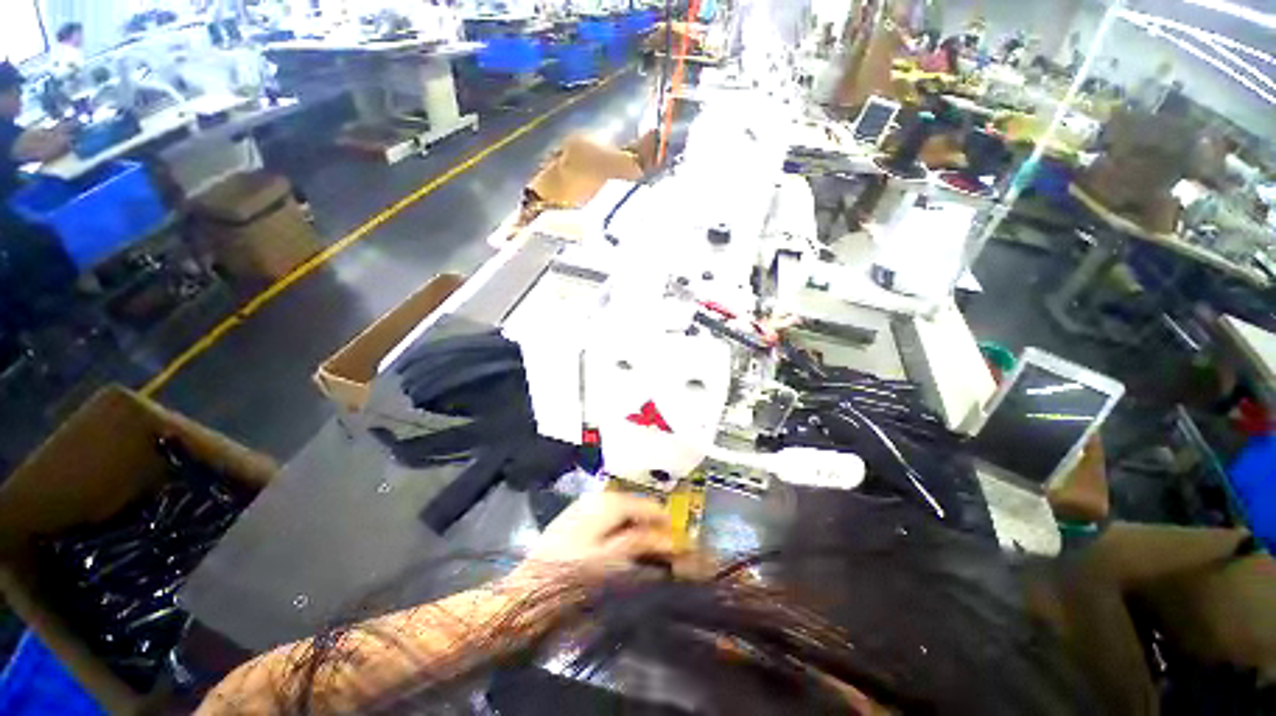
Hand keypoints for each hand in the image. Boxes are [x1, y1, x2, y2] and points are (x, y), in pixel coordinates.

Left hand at [520, 492, 675, 574]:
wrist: (529, 584)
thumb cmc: (572, 574)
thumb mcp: (611, 561)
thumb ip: (641, 543)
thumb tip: (669, 536)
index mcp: (610, 503)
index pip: (648, 505)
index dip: (665, 522)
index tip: (677, 540)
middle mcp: (599, 496)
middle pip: (635, 505)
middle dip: (649, 523)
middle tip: (660, 547)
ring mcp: (585, 503)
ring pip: (622, 509)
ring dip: (635, 525)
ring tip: (642, 546)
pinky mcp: (576, 514)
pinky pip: (607, 514)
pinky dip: (619, 526)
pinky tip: (618, 542)